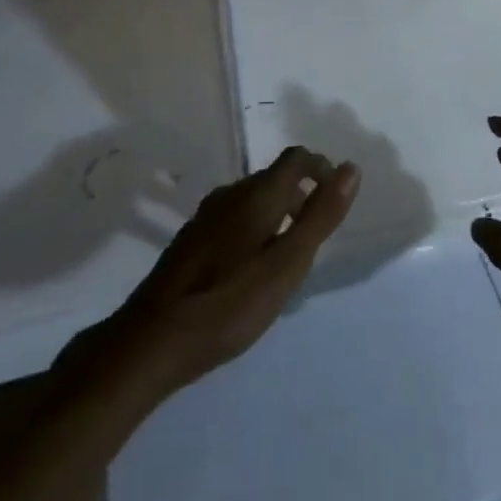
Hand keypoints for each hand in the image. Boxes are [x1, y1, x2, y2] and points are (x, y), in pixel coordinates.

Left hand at [68, 147, 358, 396]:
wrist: (150, 342)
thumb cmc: (229, 303)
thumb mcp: (287, 264)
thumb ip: (321, 216)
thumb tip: (350, 169)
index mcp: (256, 194)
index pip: (296, 159)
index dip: (321, 169)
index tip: (334, 200)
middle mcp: (230, 195)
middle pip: (274, 179)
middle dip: (300, 197)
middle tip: (313, 239)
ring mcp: (205, 217)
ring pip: (251, 201)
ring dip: (276, 216)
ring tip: (285, 259)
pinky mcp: (189, 241)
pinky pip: (232, 220)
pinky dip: (253, 231)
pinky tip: (248, 271)